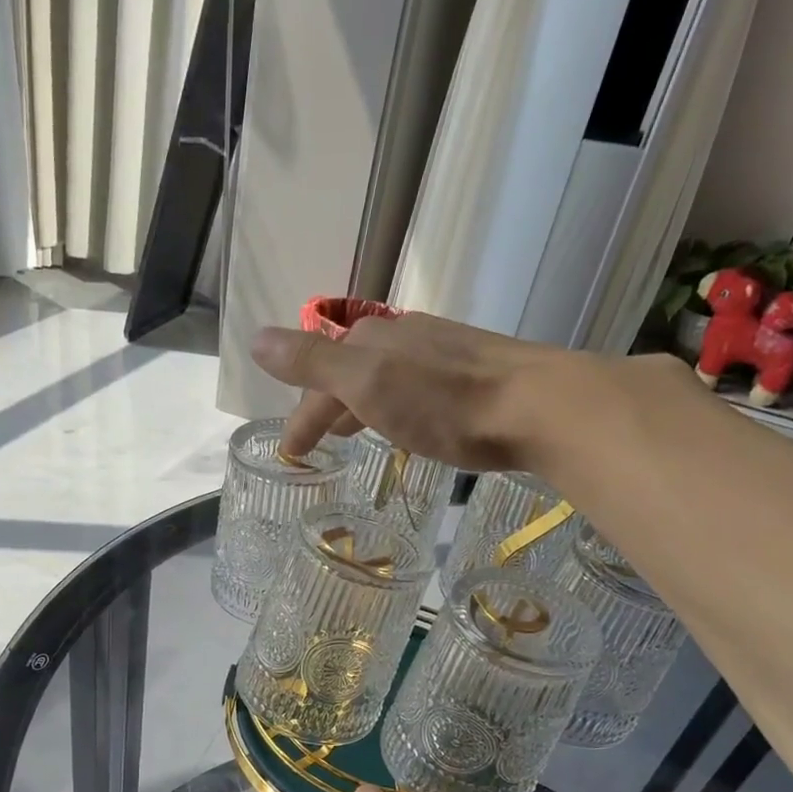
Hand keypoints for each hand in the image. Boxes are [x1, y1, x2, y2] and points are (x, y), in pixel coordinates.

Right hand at [251, 311, 586, 466]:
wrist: (537, 406)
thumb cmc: (444, 402)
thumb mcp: (367, 383)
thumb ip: (312, 362)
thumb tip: (255, 339)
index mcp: (372, 338)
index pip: (319, 377)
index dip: (301, 417)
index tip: (292, 456)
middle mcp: (404, 336)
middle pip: (350, 372)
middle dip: (327, 406)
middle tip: (318, 442)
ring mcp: (442, 352)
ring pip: (384, 378)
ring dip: (361, 405)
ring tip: (355, 436)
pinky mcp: (474, 373)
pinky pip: (416, 387)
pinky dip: (396, 406)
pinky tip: (410, 424)